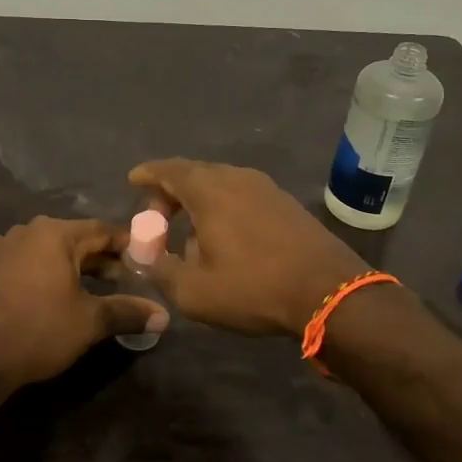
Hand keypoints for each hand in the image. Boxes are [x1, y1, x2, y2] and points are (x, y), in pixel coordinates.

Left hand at [0, 217, 167, 391]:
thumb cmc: (41, 330)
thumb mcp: (91, 321)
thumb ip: (128, 311)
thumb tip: (164, 316)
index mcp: (56, 233)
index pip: (102, 230)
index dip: (127, 245)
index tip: (146, 259)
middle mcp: (28, 230)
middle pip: (74, 238)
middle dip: (100, 258)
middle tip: (125, 279)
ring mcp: (1, 245)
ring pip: (45, 247)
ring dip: (67, 262)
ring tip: (89, 283)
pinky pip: (12, 255)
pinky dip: (27, 263)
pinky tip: (30, 275)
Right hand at [128, 159, 367, 336]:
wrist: (329, 292)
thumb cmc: (253, 287)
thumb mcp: (193, 290)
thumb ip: (160, 269)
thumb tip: (146, 257)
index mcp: (208, 189)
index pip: (167, 170)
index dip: (147, 175)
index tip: (133, 181)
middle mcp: (235, 177)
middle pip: (193, 174)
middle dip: (170, 193)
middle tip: (156, 219)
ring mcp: (265, 187)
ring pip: (219, 184)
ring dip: (198, 202)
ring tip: (188, 233)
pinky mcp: (285, 203)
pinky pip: (241, 195)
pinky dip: (222, 208)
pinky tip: (224, 238)